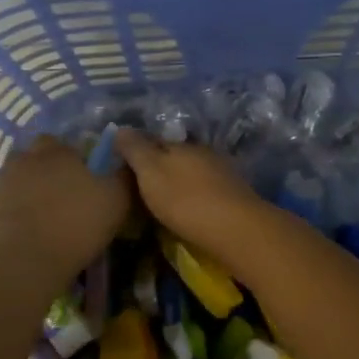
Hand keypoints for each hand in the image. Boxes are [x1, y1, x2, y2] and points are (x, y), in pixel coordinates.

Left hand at [0, 136, 132, 273]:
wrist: (30, 259)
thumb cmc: (78, 223)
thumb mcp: (116, 199)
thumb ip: (123, 176)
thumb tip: (128, 162)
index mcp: (57, 151)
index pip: (61, 142)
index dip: (71, 157)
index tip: (82, 175)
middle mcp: (27, 159)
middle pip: (34, 155)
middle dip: (45, 167)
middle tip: (61, 191)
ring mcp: (4, 183)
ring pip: (16, 176)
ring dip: (27, 187)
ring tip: (42, 210)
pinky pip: (3, 204)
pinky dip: (12, 211)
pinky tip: (25, 227)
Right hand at [112, 131, 269, 263]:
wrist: (238, 230)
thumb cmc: (186, 200)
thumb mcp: (151, 173)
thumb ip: (135, 150)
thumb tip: (120, 128)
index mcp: (180, 145)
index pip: (152, 140)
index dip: (137, 151)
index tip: (123, 165)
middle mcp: (202, 152)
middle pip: (174, 155)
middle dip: (159, 166)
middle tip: (141, 186)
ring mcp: (222, 172)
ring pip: (192, 172)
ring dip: (179, 182)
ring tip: (163, 200)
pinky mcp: (234, 195)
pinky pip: (206, 189)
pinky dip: (194, 196)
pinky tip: (189, 209)